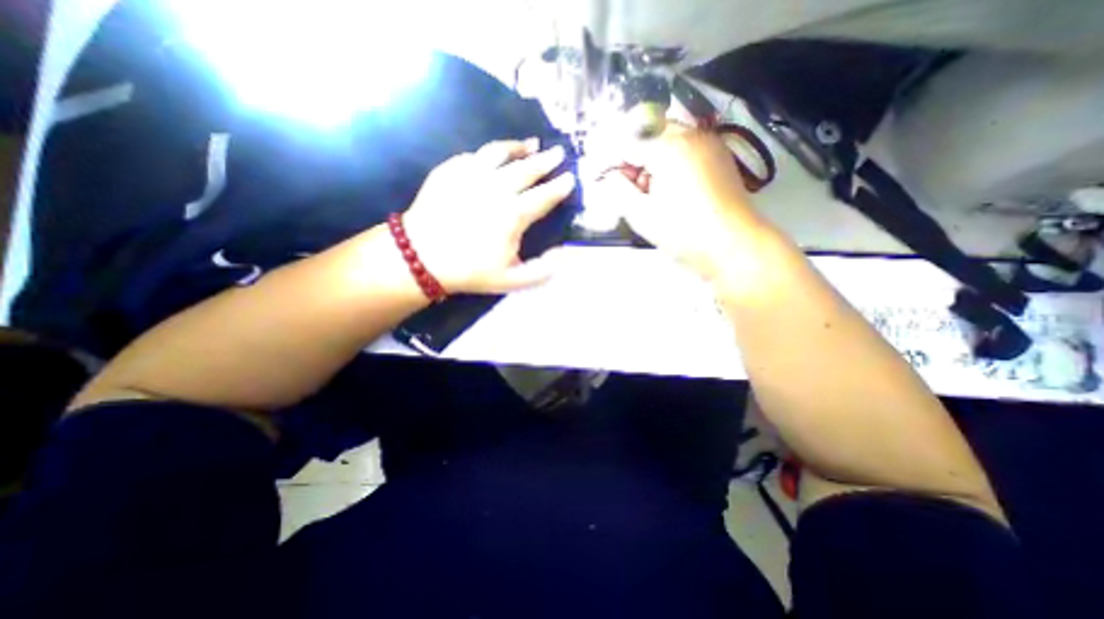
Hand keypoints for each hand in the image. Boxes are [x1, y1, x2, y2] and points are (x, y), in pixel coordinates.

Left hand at [404, 140, 577, 293]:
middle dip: (547, 160)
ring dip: (519, 147)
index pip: (545, 195)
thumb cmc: (470, 270)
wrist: (422, 257)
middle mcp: (496, 188)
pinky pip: (476, 155)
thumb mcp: (512, 281)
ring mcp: (472, 175)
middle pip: (527, 169)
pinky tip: (496, 157)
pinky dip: (491, 154)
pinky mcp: (451, 170)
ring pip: (501, 153)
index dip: (560, 186)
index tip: (570, 177)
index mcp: (513, 214)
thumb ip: (542, 270)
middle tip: (559, 152)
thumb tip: (562, 252)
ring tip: (531, 143)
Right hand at [596, 123, 770, 277]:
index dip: (604, 158)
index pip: (626, 142)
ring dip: (644, 158)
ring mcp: (707, 144)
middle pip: (646, 133)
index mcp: (670, 146)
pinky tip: (660, 186)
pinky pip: (681, 149)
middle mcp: (691, 135)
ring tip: (638, 188)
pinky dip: (664, 162)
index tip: (591, 175)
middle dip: (625, 155)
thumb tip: (607, 178)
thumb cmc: (685, 233)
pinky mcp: (716, 158)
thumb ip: (618, 190)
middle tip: (615, 181)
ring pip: (664, 139)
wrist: (735, 248)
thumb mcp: (642, 215)